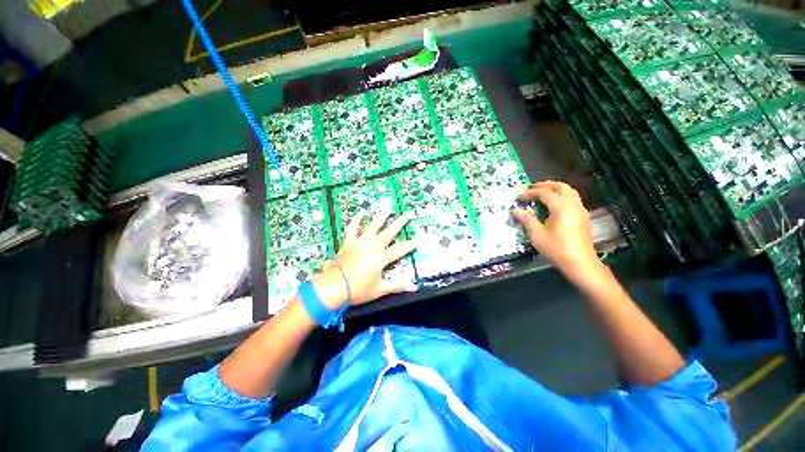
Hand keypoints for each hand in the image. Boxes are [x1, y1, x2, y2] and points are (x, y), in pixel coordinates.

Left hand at [311, 199, 418, 309]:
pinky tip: (361, 213)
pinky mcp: (349, 242)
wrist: (332, 288)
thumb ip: (397, 286)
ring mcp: (360, 242)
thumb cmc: (357, 290)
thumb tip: (413, 287)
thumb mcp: (379, 290)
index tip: (420, 239)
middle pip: (389, 232)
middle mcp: (372, 246)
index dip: (411, 244)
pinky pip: (353, 228)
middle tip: (409, 213)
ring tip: (388, 207)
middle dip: (401, 222)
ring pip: (373, 226)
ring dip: (381, 216)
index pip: (401, 249)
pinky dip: (356, 220)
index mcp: (381, 258)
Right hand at [512, 181, 602, 278]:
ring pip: (569, 191)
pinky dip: (561, 196)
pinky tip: (552, 205)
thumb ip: (527, 220)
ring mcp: (580, 210)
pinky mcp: (583, 217)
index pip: (544, 193)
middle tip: (531, 188)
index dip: (530, 193)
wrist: (580, 263)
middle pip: (561, 186)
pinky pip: (572, 199)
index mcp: (561, 208)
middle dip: (545, 185)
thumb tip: (515, 210)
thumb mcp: (537, 235)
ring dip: (554, 189)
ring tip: (541, 194)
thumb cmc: (557, 249)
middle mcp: (573, 205)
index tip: (518, 198)